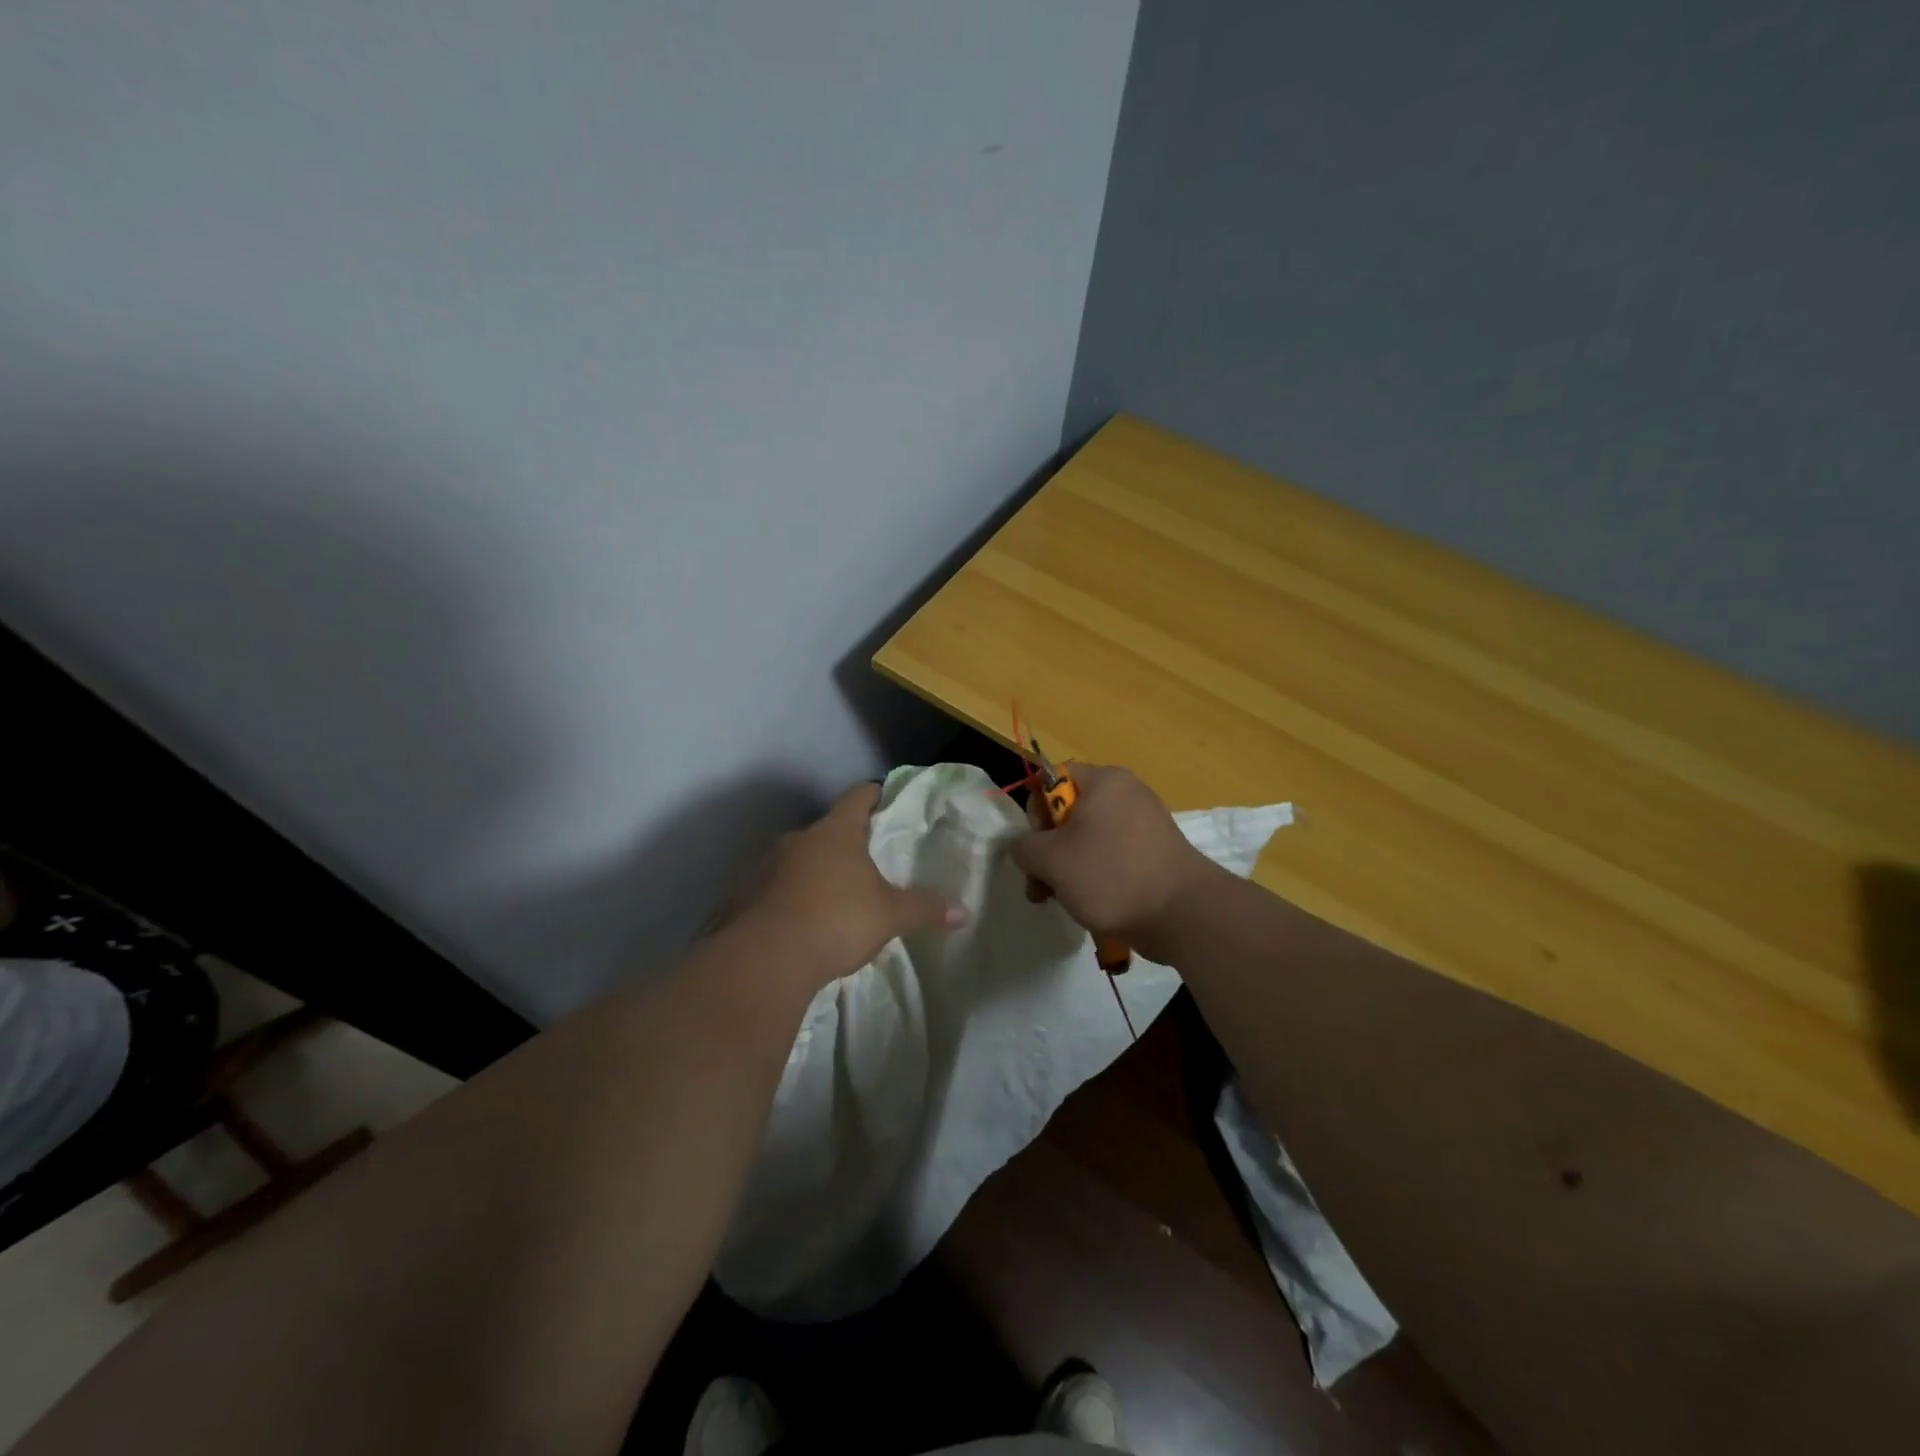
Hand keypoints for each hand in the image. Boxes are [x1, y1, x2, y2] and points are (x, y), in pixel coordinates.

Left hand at [738, 782, 966, 990]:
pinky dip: (787, 900)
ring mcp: (764, 866)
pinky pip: (771, 890)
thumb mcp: (889, 916)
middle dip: (845, 844)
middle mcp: (797, 839)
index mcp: (835, 832)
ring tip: (833, 898)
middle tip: (867, 863)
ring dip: (812, 873)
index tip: (887, 798)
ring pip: (796, 860)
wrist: (763, 960)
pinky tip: (798, 924)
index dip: (876, 794)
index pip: (859, 796)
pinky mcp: (741, 896)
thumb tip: (963, 911)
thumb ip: (924, 909)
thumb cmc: (835, 920)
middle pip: (826, 830)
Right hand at [1010, 764, 1219, 960]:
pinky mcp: (1154, 853)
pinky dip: (1094, 876)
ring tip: (1059, 900)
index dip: (1035, 812)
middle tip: (1039, 884)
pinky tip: (1088, 904)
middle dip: (1047, 850)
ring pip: (1087, 839)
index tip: (1035, 846)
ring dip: (1065, 868)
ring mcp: (1144, 824)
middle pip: (1068, 813)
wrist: (1183, 914)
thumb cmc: (1111, 875)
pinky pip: (1111, 855)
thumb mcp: (1051, 860)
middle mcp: (1126, 794)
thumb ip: (1024, 847)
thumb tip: (1025, 848)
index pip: (1052, 779)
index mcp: (1104, 781)